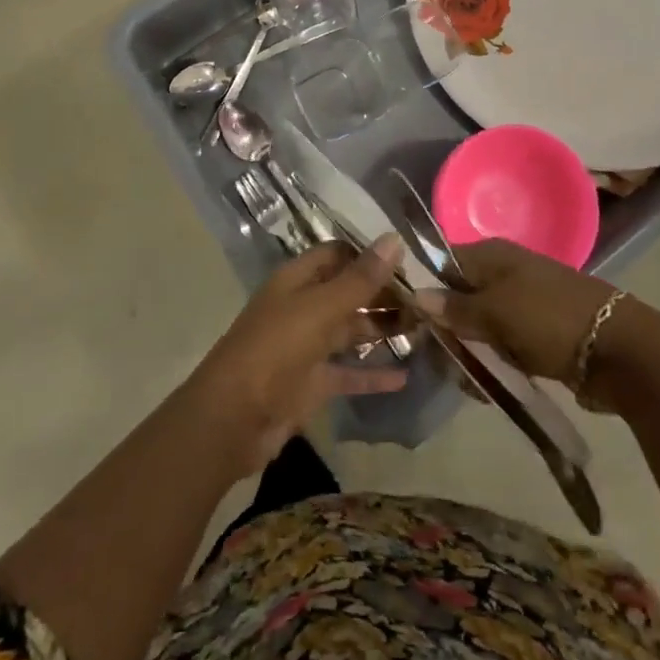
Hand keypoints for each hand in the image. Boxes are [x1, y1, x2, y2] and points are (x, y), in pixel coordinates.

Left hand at [186, 236, 409, 475]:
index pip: (338, 255)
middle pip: (348, 292)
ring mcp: (307, 347)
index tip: (409, 262)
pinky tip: (406, 376)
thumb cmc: (274, 350)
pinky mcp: (311, 385)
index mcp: (298, 280)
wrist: (232, 419)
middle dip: (382, 294)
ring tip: (425, 330)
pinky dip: (373, 375)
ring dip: (382, 330)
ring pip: (351, 332)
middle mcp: (303, 307)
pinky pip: (348, 374)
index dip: (370, 255)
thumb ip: (360, 279)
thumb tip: (394, 239)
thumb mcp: (320, 309)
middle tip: (427, 300)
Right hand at [414, 239, 619, 383]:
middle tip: (445, 363)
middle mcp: (503, 272)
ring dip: (472, 353)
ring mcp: (521, 303)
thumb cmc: (549, 319)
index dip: (426, 291)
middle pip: (459, 297)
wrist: (618, 350)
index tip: (413, 325)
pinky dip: (495, 363)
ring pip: (480, 326)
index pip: (443, 263)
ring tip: (472, 383)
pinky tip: (490, 388)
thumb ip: (455, 307)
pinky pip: (502, 345)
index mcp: (491, 254)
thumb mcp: (496, 311)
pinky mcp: (536, 333)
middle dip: (449, 331)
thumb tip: (416, 296)